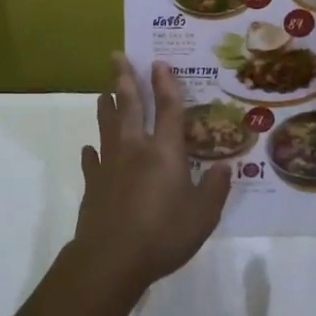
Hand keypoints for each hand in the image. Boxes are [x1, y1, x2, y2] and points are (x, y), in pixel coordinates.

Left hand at [74, 55, 233, 296]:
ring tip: (104, 91)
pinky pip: (91, 161)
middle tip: (116, 55)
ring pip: (106, 126)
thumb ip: (215, 188)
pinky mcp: (93, 185)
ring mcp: (110, 165)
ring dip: (106, 106)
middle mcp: (135, 149)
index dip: (165, 84)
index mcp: (165, 151)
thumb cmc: (163, 234)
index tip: (158, 62)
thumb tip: (225, 167)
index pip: (167, 108)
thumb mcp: (203, 215)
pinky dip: (91, 152)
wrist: (111, 259)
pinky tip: (89, 149)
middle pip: (128, 105)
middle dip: (124, 78)